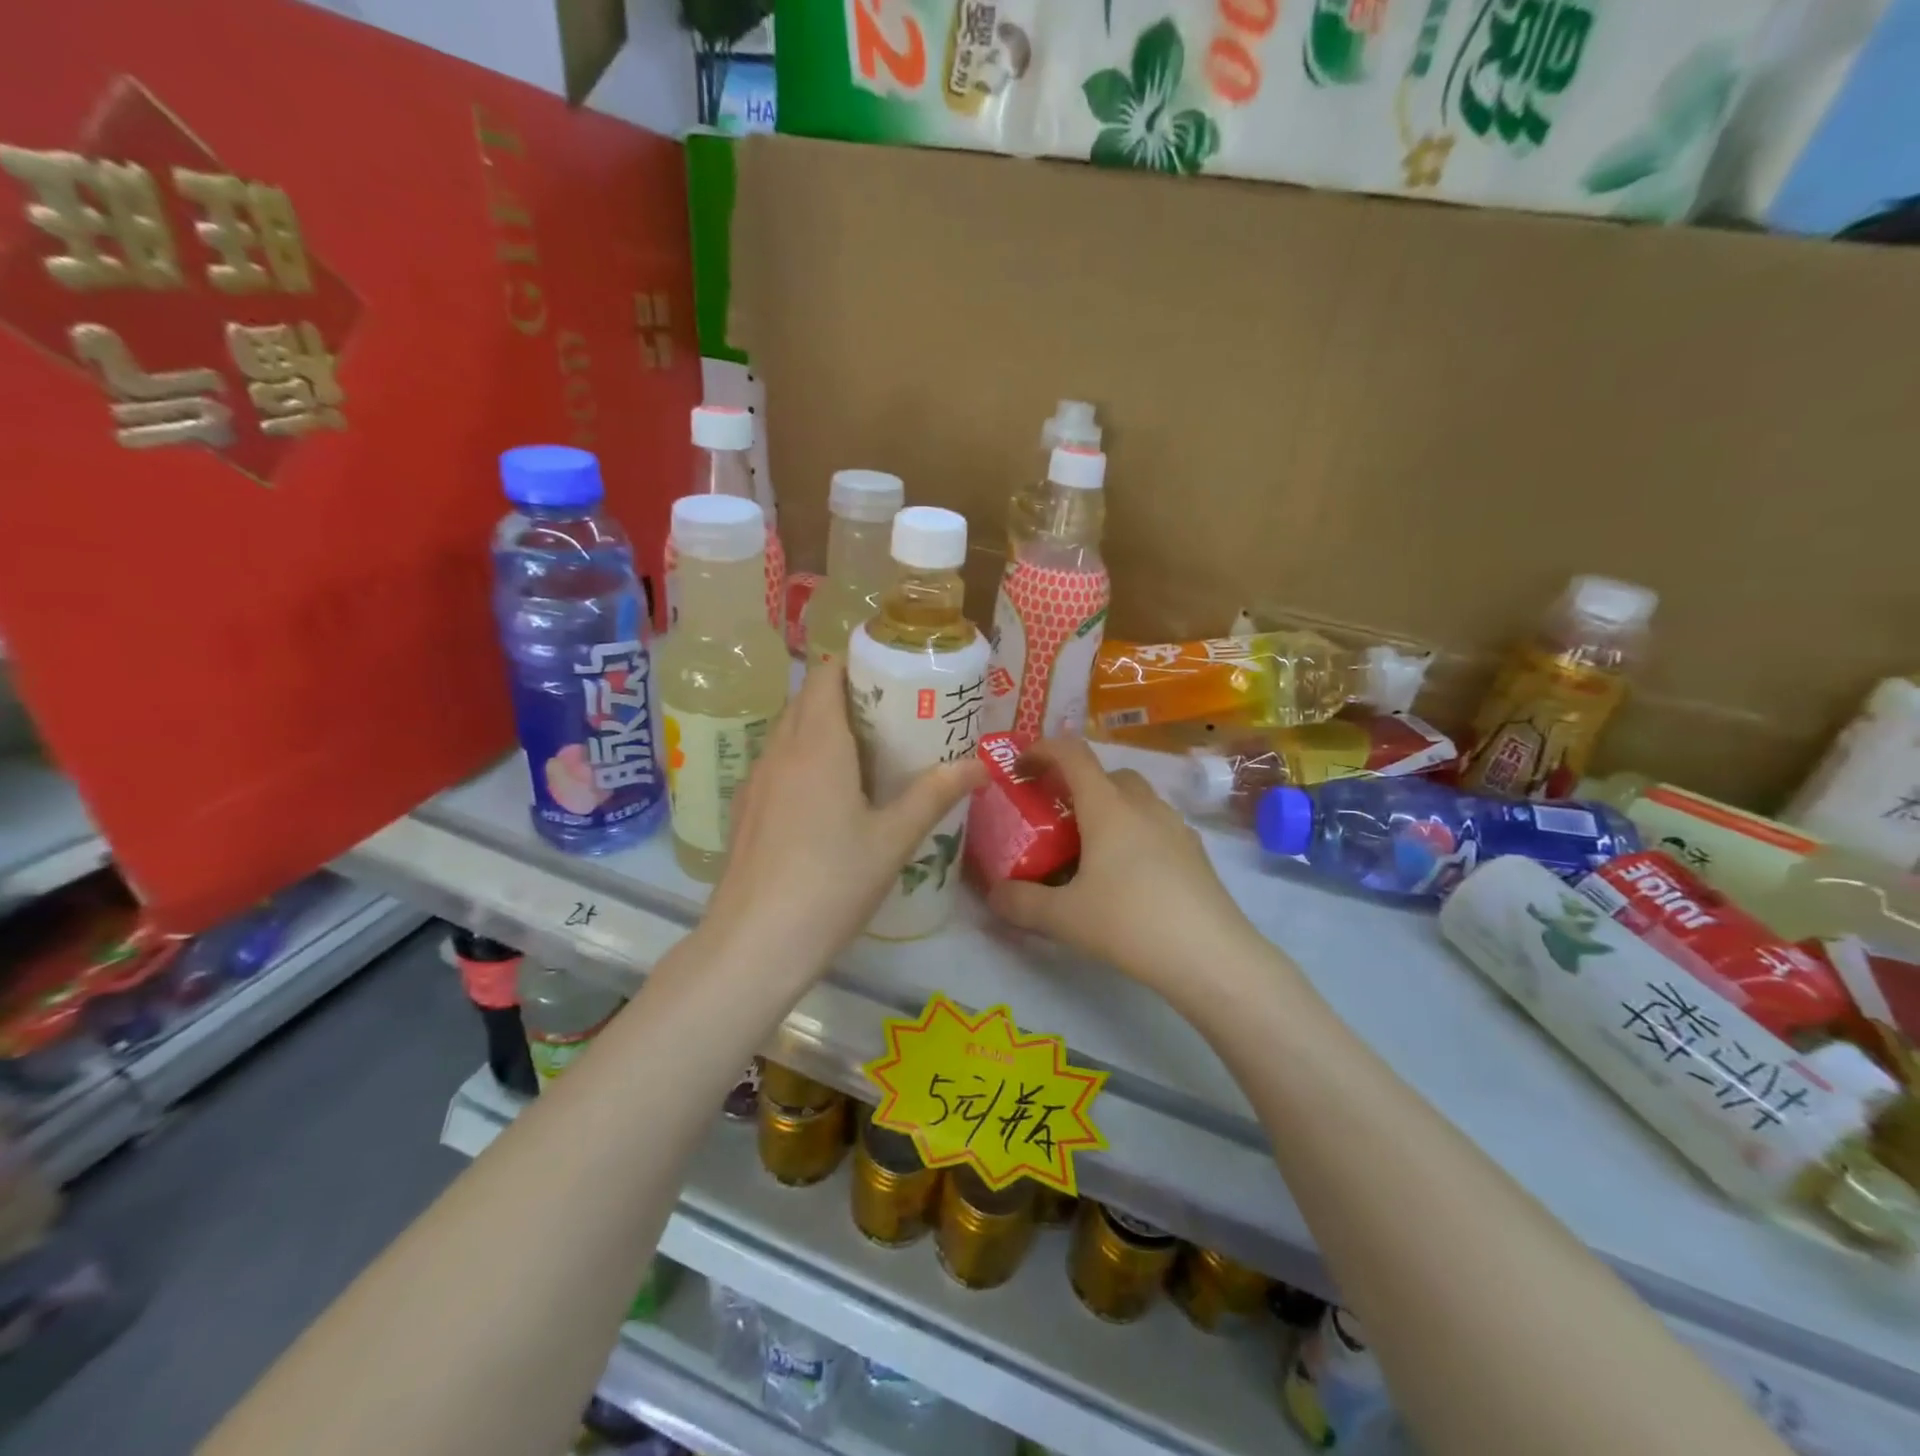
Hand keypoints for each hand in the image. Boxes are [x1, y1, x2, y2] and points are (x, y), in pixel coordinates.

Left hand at [706, 660, 984, 971]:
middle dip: (847, 696)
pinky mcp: (745, 811)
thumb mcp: (893, 840)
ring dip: (823, 728)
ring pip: (789, 732)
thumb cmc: (831, 883)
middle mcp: (780, 750)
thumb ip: (935, 794)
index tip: (893, 677)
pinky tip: (830, 799)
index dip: (856, 665)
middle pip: (808, 699)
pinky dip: (804, 760)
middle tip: (893, 717)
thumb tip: (981, 766)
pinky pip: (778, 764)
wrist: (754, 945)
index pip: (826, 674)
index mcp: (817, 744)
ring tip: (867, 754)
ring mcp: (756, 781)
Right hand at [987, 739, 1261, 991]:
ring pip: (1136, 799)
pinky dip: (1134, 832)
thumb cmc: (1130, 923)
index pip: (1072, 754)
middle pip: (1107, 774)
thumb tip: (993, 895)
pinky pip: (1156, 825)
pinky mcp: (1196, 852)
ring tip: (1090, 848)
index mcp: (1107, 807)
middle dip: (1077, 784)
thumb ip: (1021, 902)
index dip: (1042, 750)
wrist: (1212, 957)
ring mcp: (1175, 826)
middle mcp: (1143, 805)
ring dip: (1109, 808)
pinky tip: (1127, 874)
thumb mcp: (1063, 917)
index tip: (1019, 766)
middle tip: (1055, 816)